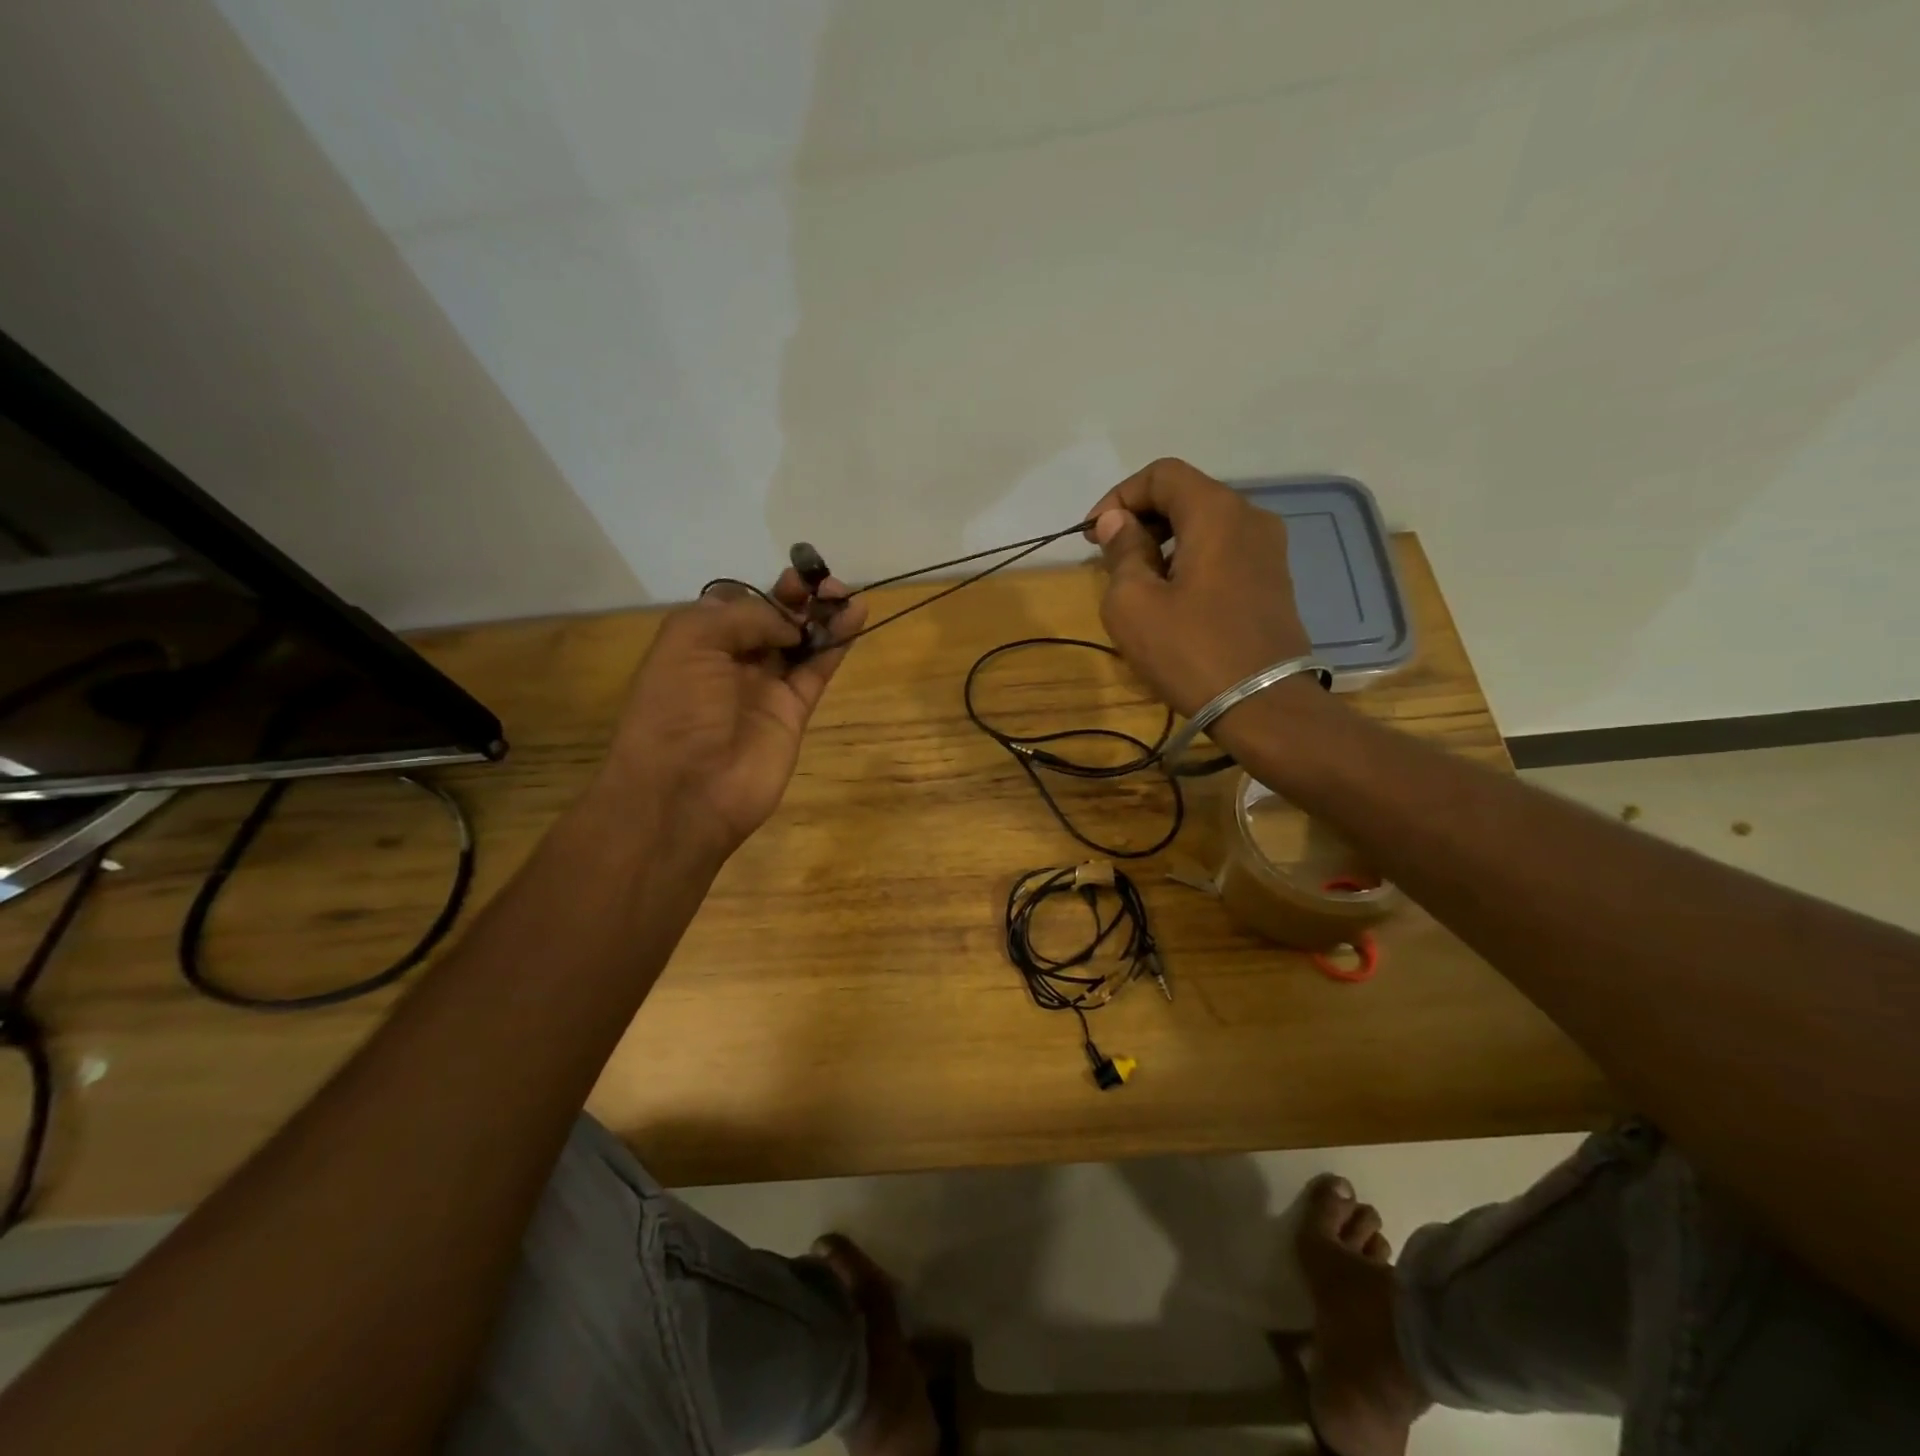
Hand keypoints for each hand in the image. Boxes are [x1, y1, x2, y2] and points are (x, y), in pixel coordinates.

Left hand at [605, 570, 866, 857]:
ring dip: (823, 616)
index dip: (763, 591)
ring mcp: (764, 688)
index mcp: (696, 644)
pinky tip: (856, 617)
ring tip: (846, 593)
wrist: (687, 791)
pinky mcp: (794, 711)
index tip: (790, 578)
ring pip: (799, 642)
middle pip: (771, 621)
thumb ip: (741, 617)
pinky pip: (817, 670)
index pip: (736, 605)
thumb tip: (786, 622)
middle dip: (797, 598)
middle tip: (822, 583)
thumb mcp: (689, 642)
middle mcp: (730, 663)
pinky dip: (837, 643)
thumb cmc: (676, 710)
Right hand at [1085, 458, 1311, 716]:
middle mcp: (1250, 517)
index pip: (1162, 474)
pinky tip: (1172, 597)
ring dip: (1164, 541)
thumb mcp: (1134, 603)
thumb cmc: (1190, 651)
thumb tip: (1117, 522)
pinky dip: (1190, 559)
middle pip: (1187, 495)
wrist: (1263, 706)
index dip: (1120, 496)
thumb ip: (1122, 551)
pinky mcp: (1273, 580)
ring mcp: (1269, 550)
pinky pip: (1223, 551)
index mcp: (1217, 512)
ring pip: (1205, 525)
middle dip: (1141, 519)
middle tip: (1110, 558)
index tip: (1094, 535)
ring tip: (1137, 581)